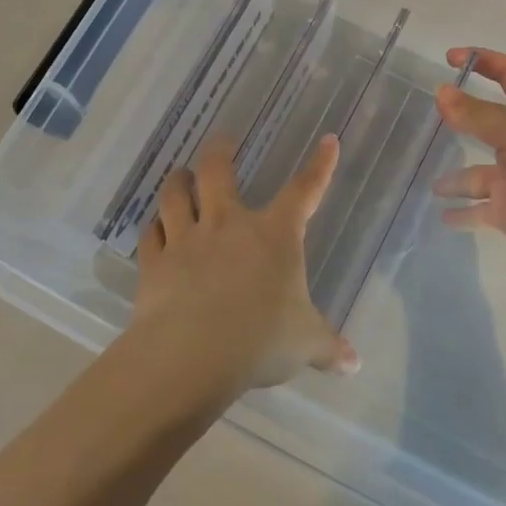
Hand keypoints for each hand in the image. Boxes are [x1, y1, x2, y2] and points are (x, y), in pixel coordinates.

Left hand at [128, 133, 356, 403]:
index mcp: (274, 235)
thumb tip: (354, 365)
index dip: (320, 166)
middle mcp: (228, 225)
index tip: (327, 141)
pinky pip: (150, 235)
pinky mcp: (155, 263)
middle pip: (218, 172)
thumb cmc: (261, 340)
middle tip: (223, 140)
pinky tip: (154, 227)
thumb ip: (329, 348)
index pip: (304, 191)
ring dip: (178, 181)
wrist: (193, 355)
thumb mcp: (305, 344)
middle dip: (220, 150)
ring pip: (175, 195)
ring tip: (181, 174)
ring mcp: (187, 240)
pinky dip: (153, 227)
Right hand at [431, 48, 505, 268]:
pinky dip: (462, 213)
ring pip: (477, 174)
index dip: (484, 61)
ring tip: (433, 185)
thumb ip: (477, 114)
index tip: (450, 58)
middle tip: (431, 117)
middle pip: (488, 123)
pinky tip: (443, 215)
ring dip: (455, 179)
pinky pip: (478, 211)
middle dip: (463, 119)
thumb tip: (441, 92)